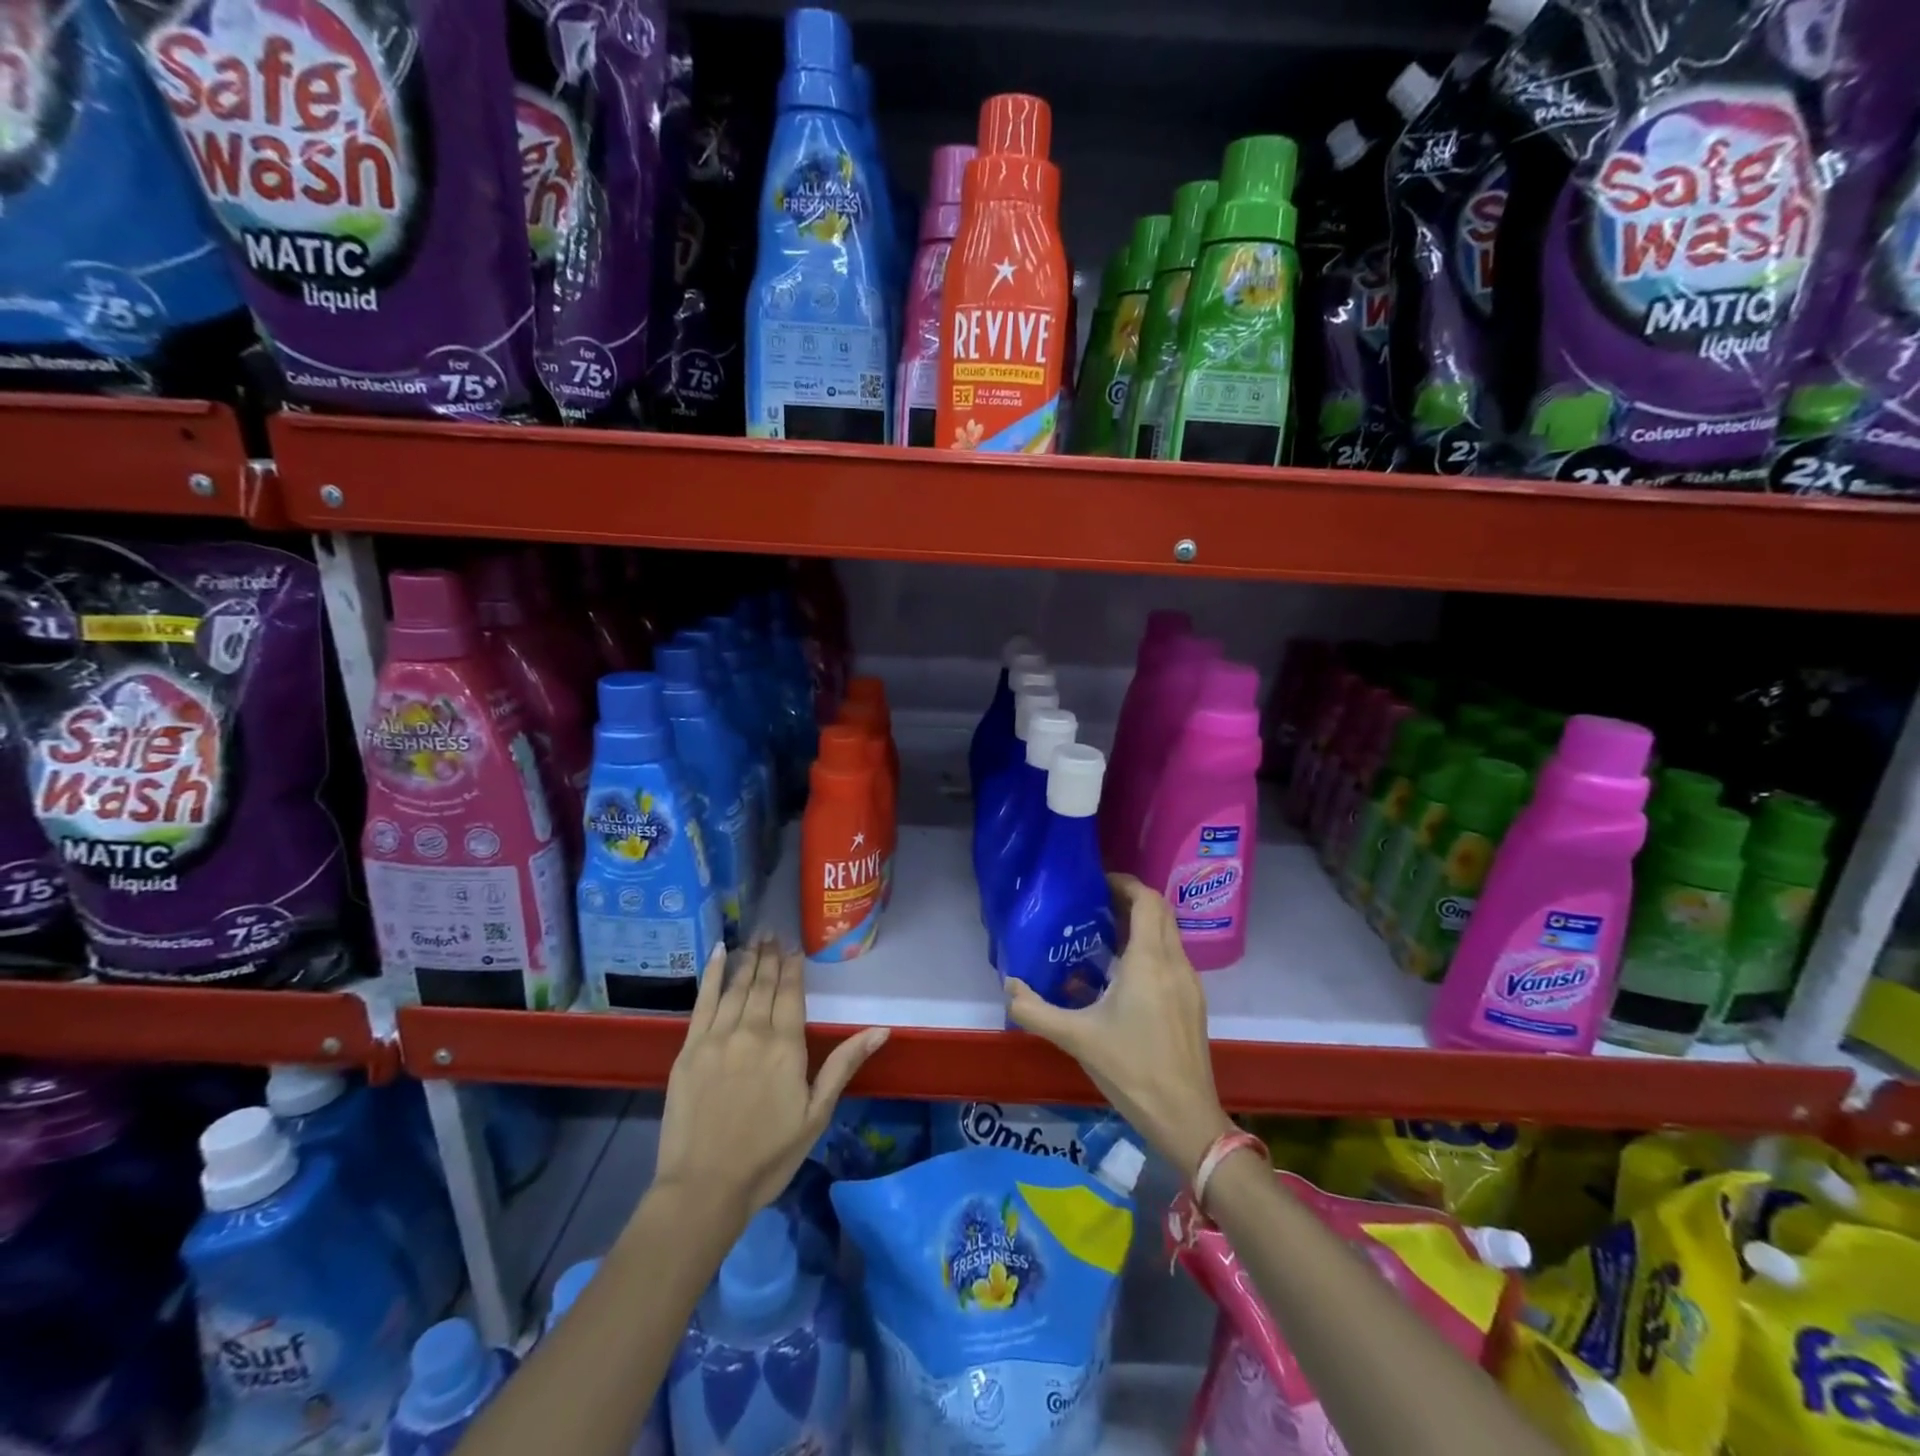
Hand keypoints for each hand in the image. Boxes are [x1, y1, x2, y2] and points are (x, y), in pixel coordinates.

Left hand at [653, 937, 888, 1227]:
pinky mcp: (689, 1049)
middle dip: (770, 956)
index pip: (791, 993)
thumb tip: (881, 1029)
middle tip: (773, 932)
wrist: (704, 1188)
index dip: (793, 968)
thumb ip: (844, 1065)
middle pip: (764, 984)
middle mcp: (752, 1031)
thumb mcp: (817, 1114)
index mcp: (786, 1046)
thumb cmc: (768, 1156)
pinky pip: (702, 1001)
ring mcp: (717, 1038)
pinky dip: (711, 975)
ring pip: (736, 987)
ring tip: (755, 938)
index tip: (794, 947)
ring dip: (747, 960)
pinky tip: (717, 952)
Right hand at [1006, 874, 1233, 1177]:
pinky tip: (1124, 975)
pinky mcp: (1193, 1003)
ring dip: (1142, 925)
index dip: (1124, 884)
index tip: (1096, 884)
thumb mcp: (1076, 1038)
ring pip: (1169, 935)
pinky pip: (1173, 958)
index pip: (1147, 900)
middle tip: (1096, 906)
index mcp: (1149, 961)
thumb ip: (1036, 1011)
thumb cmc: (1131, 1069)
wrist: (1185, 1117)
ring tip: (1104, 936)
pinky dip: (1151, 949)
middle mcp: (1175, 963)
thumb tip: (1009, 986)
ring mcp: (1190, 984)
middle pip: (1160, 912)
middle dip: (1131, 900)